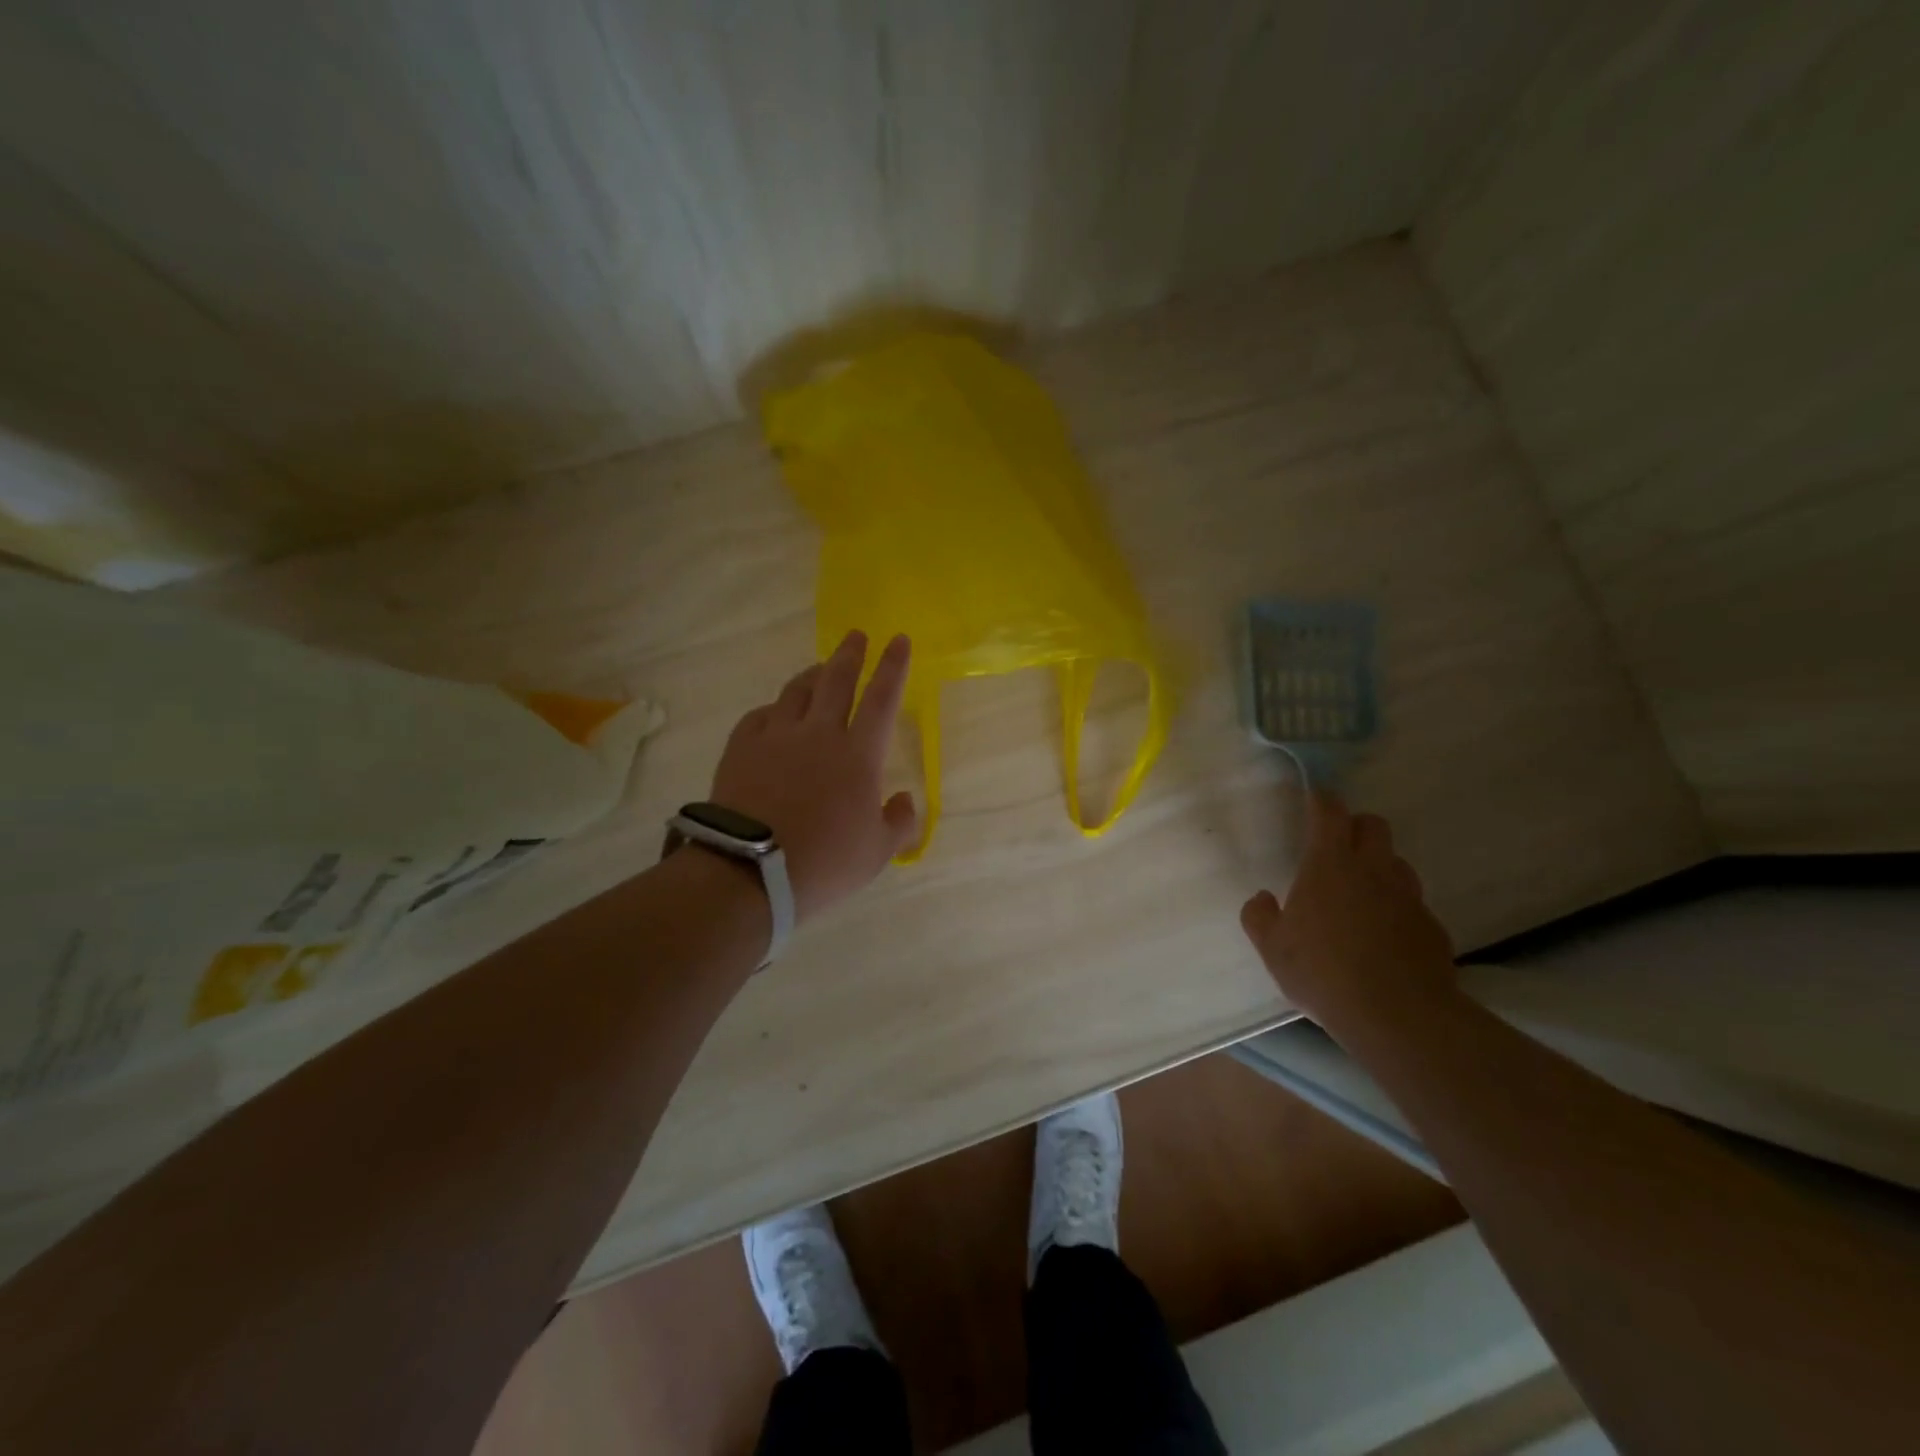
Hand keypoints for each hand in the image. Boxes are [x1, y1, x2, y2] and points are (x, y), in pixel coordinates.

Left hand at [709, 631, 917, 919]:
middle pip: (837, 681)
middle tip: (857, 636)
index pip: (882, 699)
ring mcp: (776, 737)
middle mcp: (819, 733)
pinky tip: (775, 713)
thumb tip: (903, 799)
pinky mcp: (741, 748)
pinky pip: (760, 716)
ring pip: (797, 691)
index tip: (898, 640)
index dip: (893, 667)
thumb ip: (899, 822)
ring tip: (819, 668)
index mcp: (858, 754)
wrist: (750, 870)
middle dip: (851, 654)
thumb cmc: (825, 861)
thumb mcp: (878, 852)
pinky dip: (774, 709)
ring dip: (812, 674)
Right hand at [1238, 790, 1456, 1028]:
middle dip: (1356, 826)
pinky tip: (1383, 937)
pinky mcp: (1432, 927)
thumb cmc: (1322, 972)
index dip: (1322, 800)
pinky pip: (1412, 904)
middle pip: (1373, 826)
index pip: (1330, 813)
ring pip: (1396, 863)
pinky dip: (1396, 908)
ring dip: (1379, 867)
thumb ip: (1260, 917)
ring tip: (1360, 895)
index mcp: (1329, 865)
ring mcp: (1408, 898)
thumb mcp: (1272, 948)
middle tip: (1337, 846)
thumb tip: (1263, 898)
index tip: (1315, 797)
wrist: (1398, 1016)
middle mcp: (1373, 870)